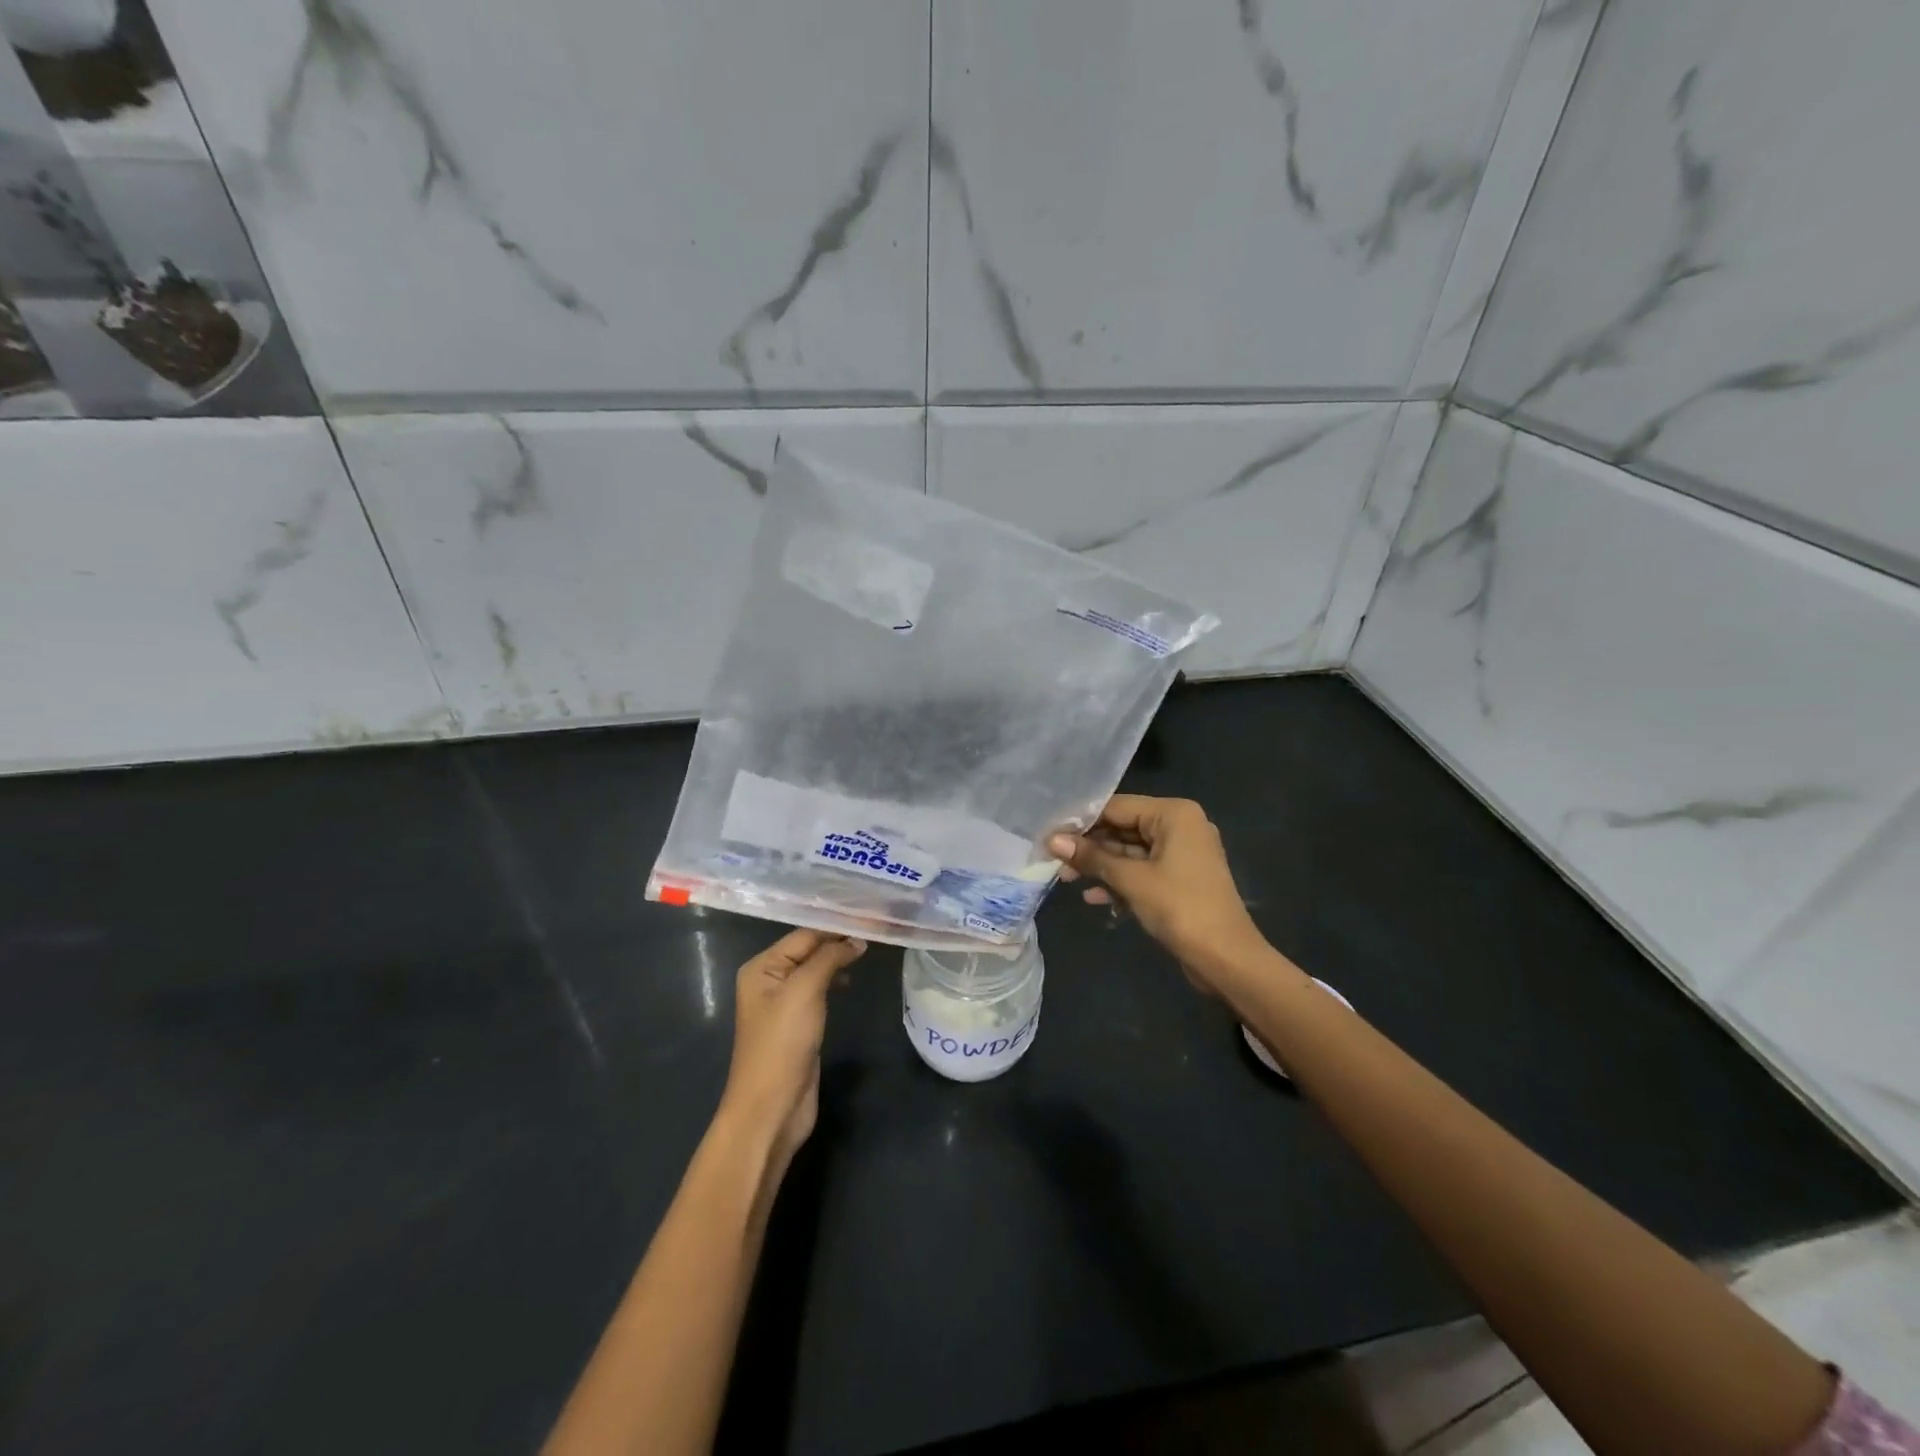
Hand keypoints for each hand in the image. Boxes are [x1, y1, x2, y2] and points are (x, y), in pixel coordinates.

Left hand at [719, 929, 866, 1173]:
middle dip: (838, 941)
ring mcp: (782, 1004)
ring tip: (867, 951)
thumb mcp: (805, 991)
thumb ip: (829, 958)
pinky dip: (834, 981)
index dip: (835, 926)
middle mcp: (768, 980)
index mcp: (761, 967)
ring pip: (815, 970)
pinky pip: (818, 991)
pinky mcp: (797, 1024)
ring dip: (838, 960)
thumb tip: (856, 940)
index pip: (804, 935)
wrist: (772, 1107)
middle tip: (876, 930)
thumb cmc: (782, 1042)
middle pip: (808, 950)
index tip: (870, 917)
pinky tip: (850, 981)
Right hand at [1049, 795, 1271, 991]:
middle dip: (1089, 847)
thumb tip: (1052, 840)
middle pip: (1123, 828)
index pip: (1117, 807)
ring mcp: (1181, 854)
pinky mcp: (1179, 879)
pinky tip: (1093, 898)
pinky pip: (1142, 871)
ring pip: (1130, 852)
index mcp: (1174, 814)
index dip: (1081, 821)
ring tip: (1066, 880)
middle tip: (1053, 860)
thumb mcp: (1131, 880)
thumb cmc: (1180, 908)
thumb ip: (1091, 857)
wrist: (1226, 959)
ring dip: (1100, 867)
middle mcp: (1180, 826)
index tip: (1049, 834)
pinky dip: (1119, 882)